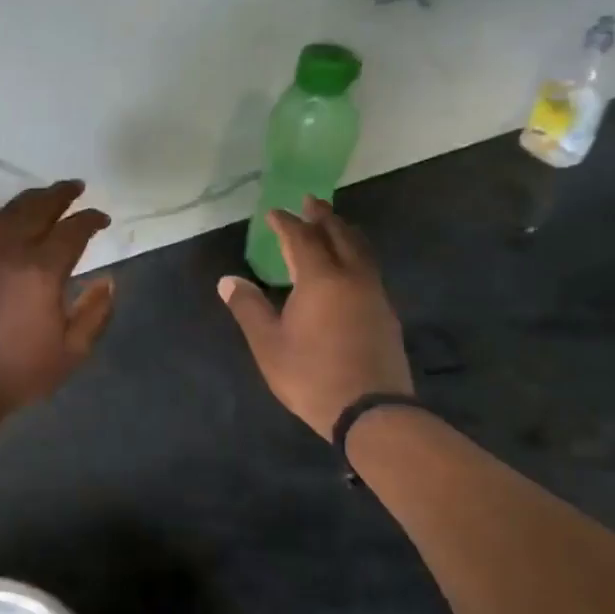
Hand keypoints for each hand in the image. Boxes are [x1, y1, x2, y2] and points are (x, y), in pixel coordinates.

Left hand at [0, 180, 116, 412]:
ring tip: (47, 197)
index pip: (73, 230)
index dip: (91, 219)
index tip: (103, 219)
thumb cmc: (19, 370)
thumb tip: (108, 280)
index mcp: (42, 269)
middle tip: (76, 187)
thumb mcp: (72, 350)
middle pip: (39, 207)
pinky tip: (12, 217)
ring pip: (10, 210)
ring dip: (32, 198)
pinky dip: (6, 212)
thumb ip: (95, 312)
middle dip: (61, 194)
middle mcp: (11, 249)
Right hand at [218, 196, 412, 440]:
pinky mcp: (386, 313)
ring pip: (361, 250)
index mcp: (321, 279)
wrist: (371, 412)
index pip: (302, 238)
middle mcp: (352, 277)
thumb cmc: (312, 375)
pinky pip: (369, 269)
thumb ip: (248, 308)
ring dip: (344, 232)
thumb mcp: (269, 344)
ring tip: (332, 225)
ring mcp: (375, 294)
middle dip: (323, 216)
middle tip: (311, 201)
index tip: (274, 212)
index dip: (286, 223)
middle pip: (340, 235)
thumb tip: (228, 280)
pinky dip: (355, 254)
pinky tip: (349, 267)